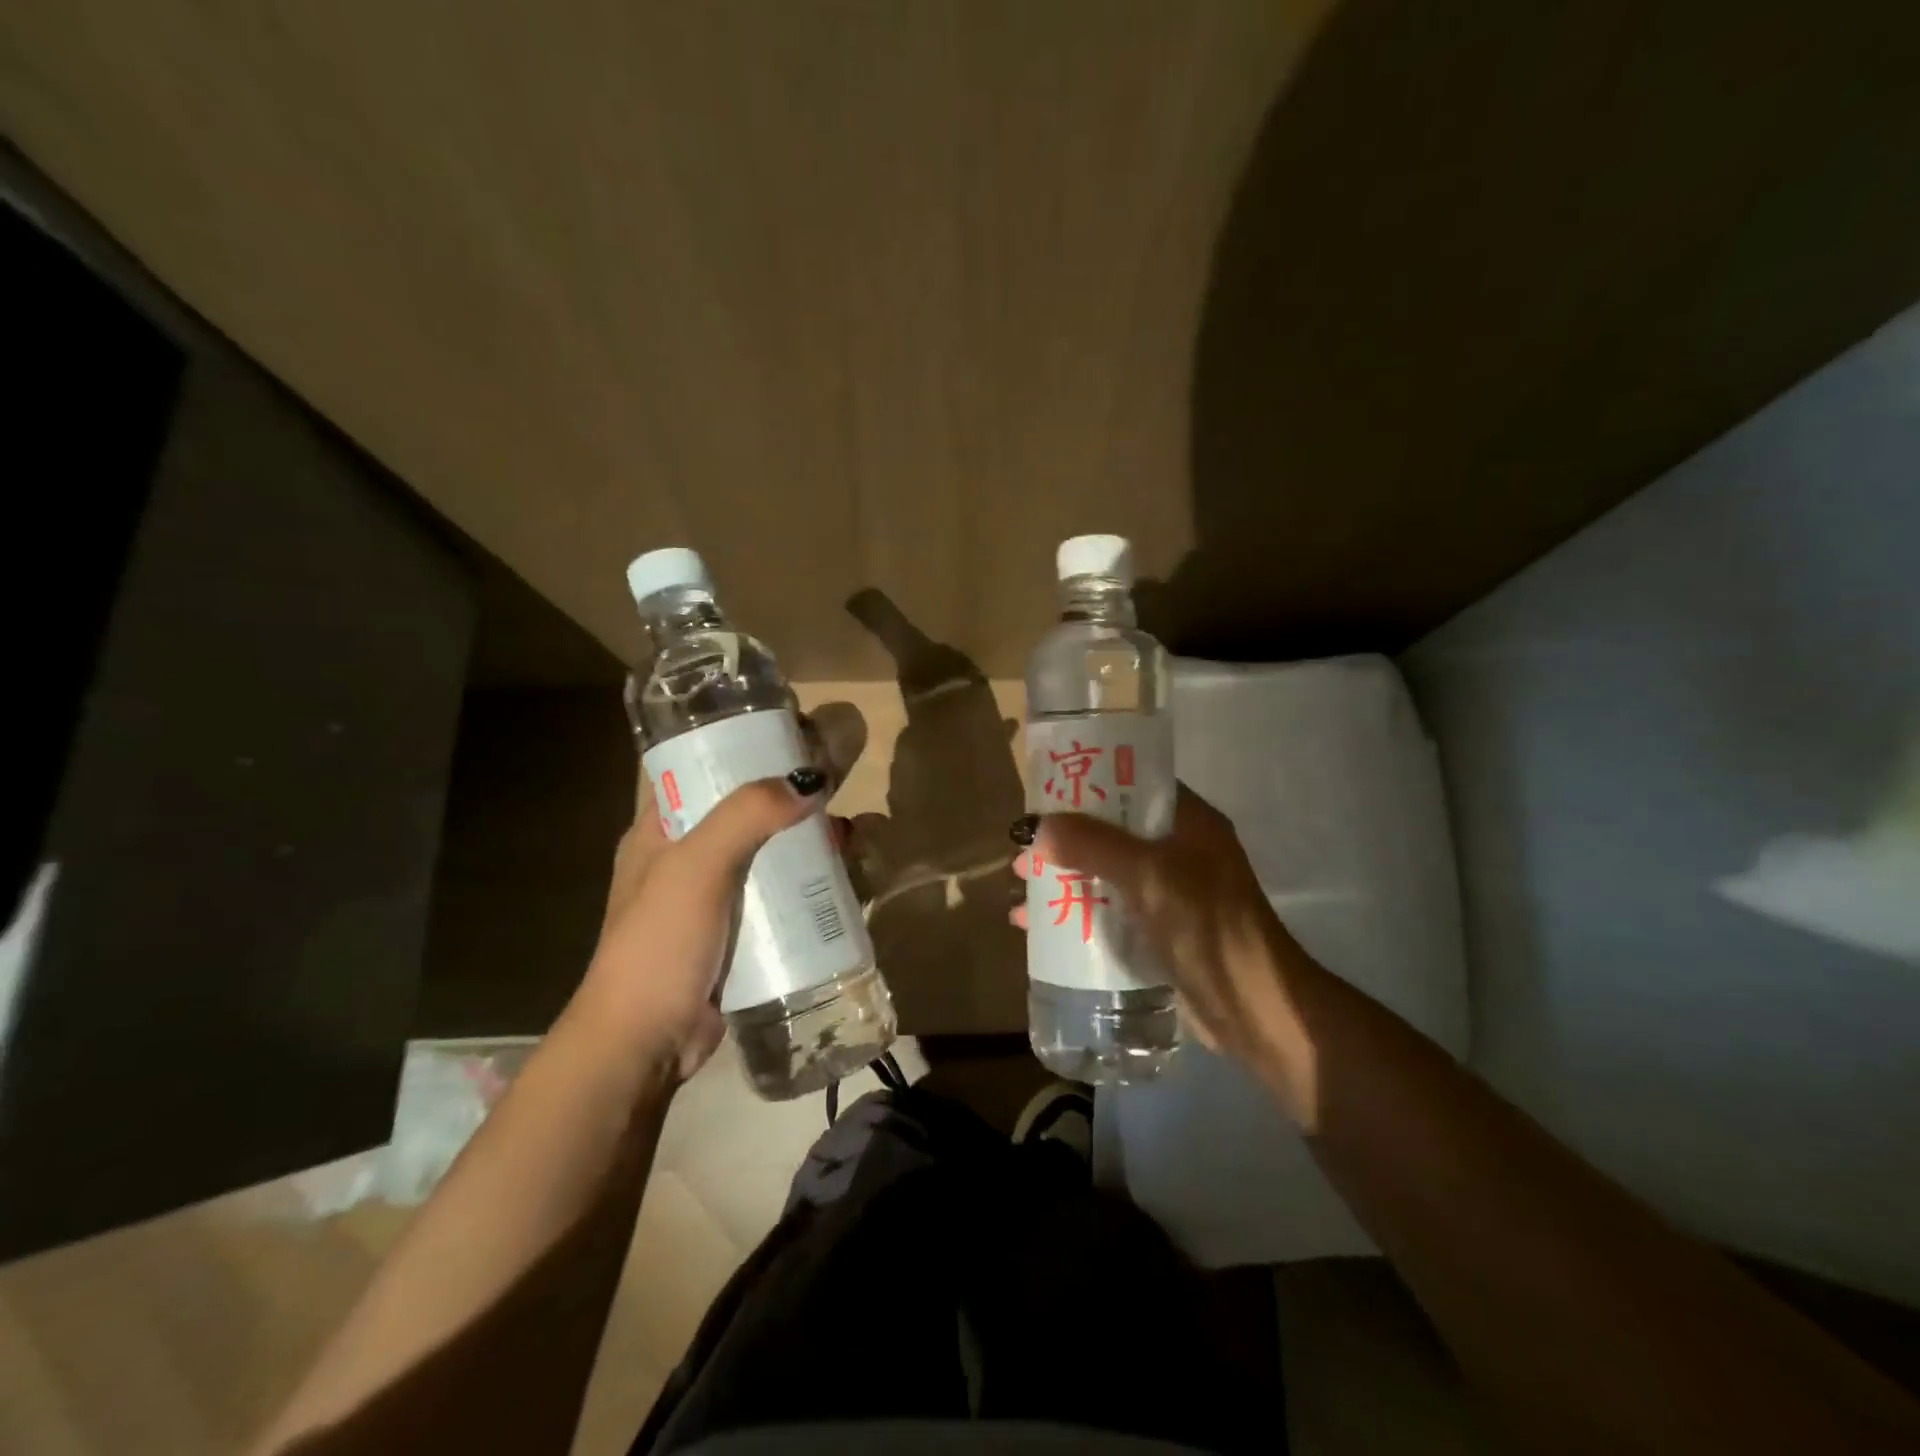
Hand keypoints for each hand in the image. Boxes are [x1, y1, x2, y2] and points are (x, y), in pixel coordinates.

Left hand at [573, 768, 830, 1082]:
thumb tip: (809, 780)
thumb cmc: (659, 944)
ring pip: (772, 852)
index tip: (790, 731)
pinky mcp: (742, 932)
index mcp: (661, 830)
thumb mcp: (696, 868)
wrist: (645, 1044)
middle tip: (840, 781)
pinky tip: (849, 880)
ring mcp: (716, 897)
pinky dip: (814, 883)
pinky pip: (784, 894)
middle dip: (791, 795)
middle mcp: (688, 856)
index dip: (740, 743)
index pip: (698, 766)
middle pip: (746, 808)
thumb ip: (746, 816)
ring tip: (856, 835)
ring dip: (812, 840)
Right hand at [1014, 784, 1323, 1116]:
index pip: (1133, 785)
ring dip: (1063, 878)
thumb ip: (1093, 846)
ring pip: (1104, 874)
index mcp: (1188, 823)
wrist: (1255, 1010)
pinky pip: (1108, 911)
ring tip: (1020, 888)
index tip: (1044, 792)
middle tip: (1023, 850)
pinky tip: (1034, 928)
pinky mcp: (1159, 932)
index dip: (1089, 785)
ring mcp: (1169, 894)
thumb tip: (1037, 827)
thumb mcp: (1149, 876)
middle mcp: (1179, 851)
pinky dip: (1074, 913)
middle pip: (1110, 832)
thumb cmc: (1208, 927)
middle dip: (1064, 840)